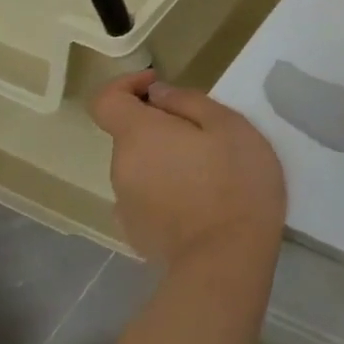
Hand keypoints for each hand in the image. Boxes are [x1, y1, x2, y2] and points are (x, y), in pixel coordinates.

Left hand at [89, 73, 286, 268]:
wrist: (226, 257)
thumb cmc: (236, 180)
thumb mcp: (230, 126)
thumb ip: (190, 103)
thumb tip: (158, 94)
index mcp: (139, 136)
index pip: (106, 100)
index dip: (127, 85)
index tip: (159, 85)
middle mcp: (121, 167)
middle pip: (130, 135)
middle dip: (161, 127)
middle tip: (207, 134)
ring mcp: (124, 204)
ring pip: (141, 167)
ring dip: (166, 160)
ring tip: (210, 172)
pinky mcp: (136, 232)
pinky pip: (148, 197)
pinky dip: (168, 190)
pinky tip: (201, 203)